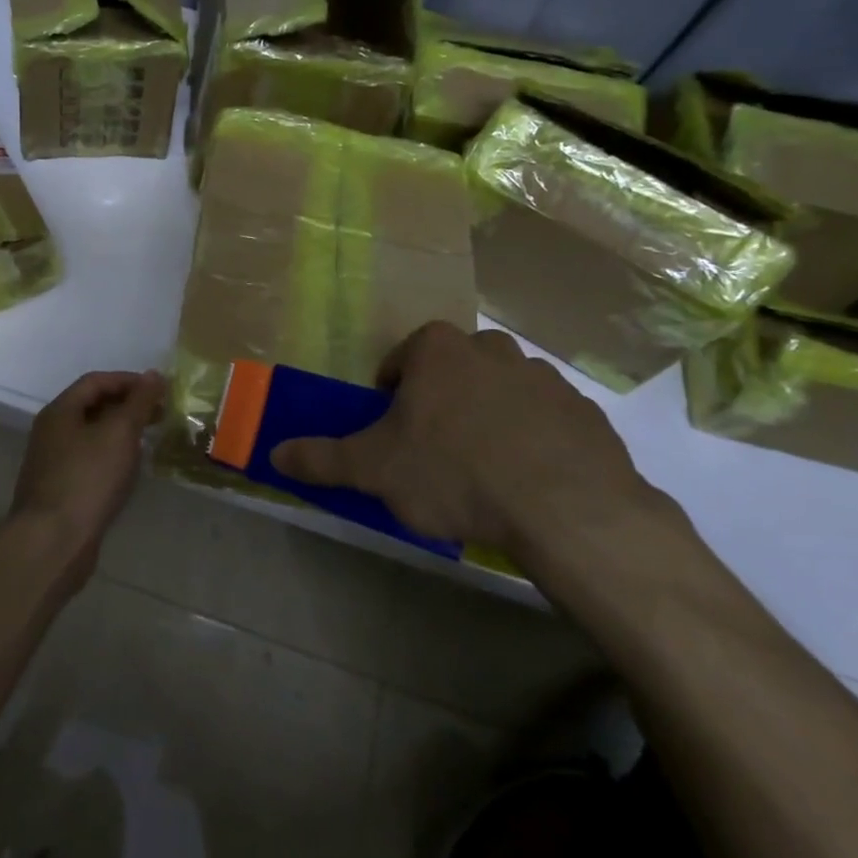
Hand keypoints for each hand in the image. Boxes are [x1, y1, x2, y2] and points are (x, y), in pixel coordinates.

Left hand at [11, 370, 165, 586]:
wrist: (53, 541)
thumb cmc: (88, 478)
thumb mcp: (119, 433)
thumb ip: (138, 402)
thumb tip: (154, 374)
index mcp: (60, 411)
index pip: (95, 381)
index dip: (129, 381)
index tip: (159, 390)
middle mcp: (51, 432)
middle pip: (92, 407)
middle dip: (127, 406)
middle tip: (159, 415)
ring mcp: (53, 463)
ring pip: (91, 436)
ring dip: (120, 433)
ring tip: (149, 440)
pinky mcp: (60, 490)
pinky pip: (89, 461)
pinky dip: (111, 457)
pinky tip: (129, 471)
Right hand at [271, 324, 657, 560]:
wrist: (567, 509)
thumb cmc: (455, 473)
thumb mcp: (375, 470)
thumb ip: (321, 458)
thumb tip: (274, 453)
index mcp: (438, 350)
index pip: (402, 358)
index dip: (392, 394)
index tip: (394, 431)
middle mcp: (491, 349)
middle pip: (454, 369)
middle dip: (442, 400)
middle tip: (436, 449)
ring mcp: (544, 377)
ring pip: (501, 390)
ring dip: (488, 416)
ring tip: (484, 469)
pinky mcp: (584, 412)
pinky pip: (545, 418)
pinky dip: (533, 438)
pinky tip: (528, 481)